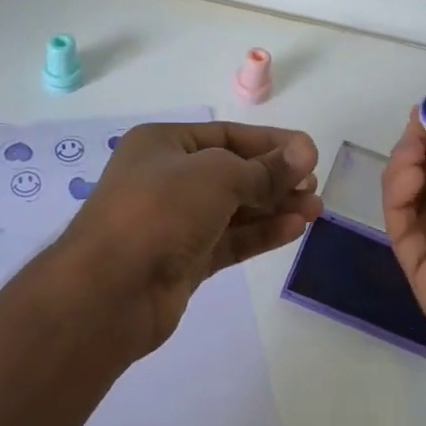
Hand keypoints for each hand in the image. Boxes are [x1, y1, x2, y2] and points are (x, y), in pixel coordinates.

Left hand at [56, 121, 322, 362]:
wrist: (110, 289)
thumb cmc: (160, 210)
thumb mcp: (218, 176)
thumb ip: (265, 169)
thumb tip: (304, 154)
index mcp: (164, 145)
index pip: (227, 135)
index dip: (271, 143)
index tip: (310, 154)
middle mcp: (168, 178)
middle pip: (234, 172)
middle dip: (276, 178)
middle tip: (313, 186)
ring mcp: (176, 222)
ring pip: (235, 209)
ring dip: (275, 207)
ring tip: (315, 210)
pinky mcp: (185, 260)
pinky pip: (231, 240)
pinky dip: (261, 234)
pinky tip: (294, 229)